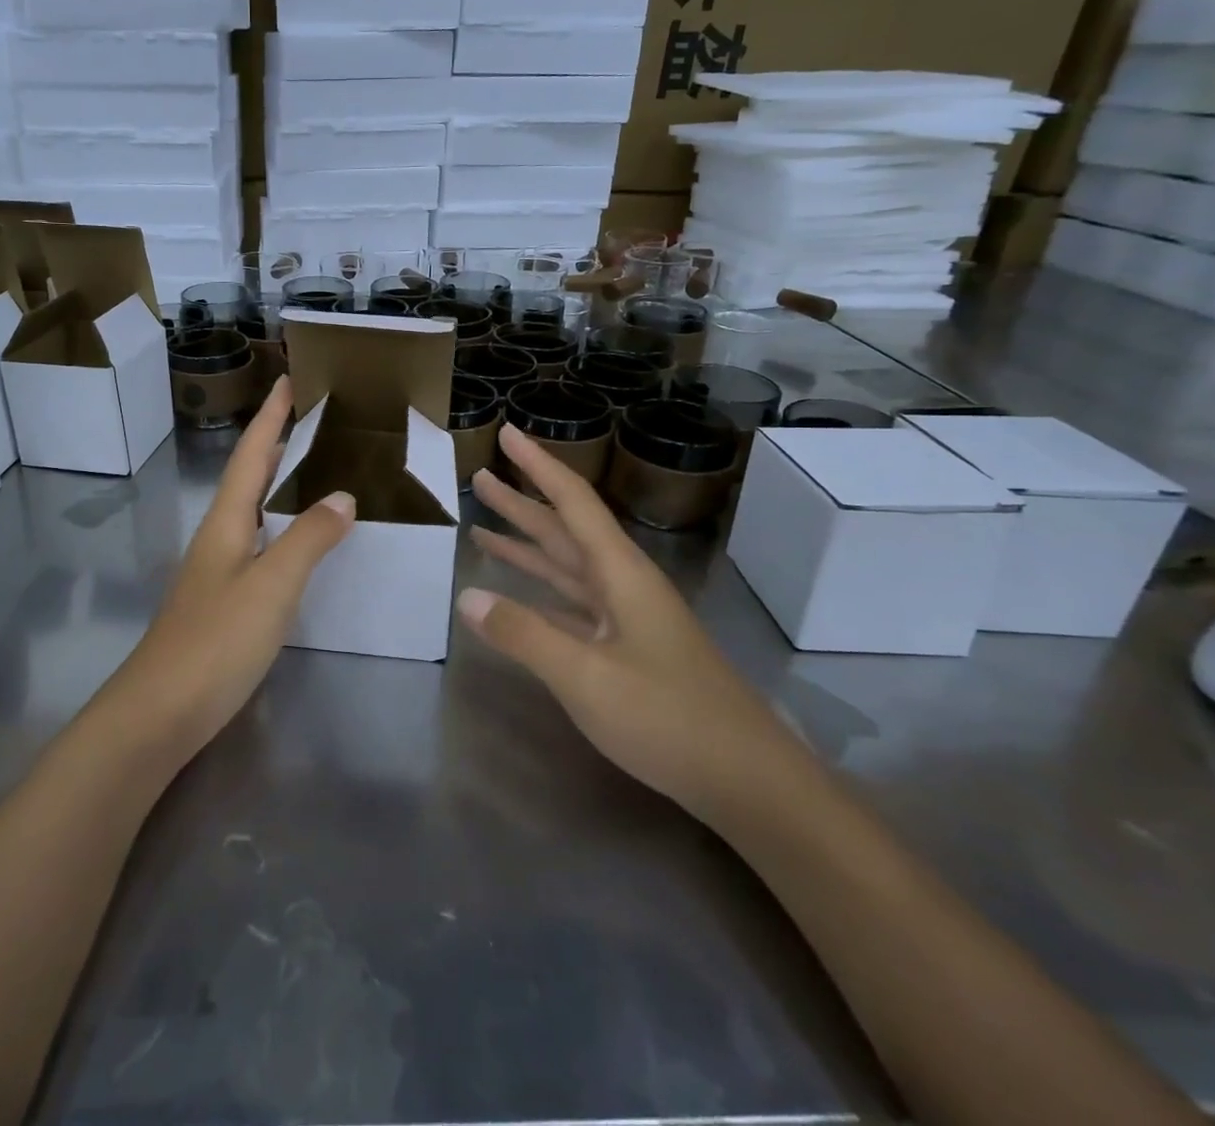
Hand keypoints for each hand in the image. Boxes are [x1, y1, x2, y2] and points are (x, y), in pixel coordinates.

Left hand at [104, 377, 354, 766]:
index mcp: (226, 521)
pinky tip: (300, 542)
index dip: (271, 417)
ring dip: (279, 483)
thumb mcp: (271, 585)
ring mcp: (217, 571)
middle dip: (277, 443)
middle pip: (249, 477)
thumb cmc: (216, 641)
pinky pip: (259, 545)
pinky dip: (282, 527)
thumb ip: (309, 539)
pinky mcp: (222, 602)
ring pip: (252, 511)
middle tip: (314, 420)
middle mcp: (218, 537)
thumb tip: (342, 494)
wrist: (159, 713)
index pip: (252, 454)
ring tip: (316, 470)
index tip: (289, 380)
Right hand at [458, 425, 805, 819]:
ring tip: (482, 526)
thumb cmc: (669, 718)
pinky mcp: (626, 649)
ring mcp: (626, 618)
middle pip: (564, 530)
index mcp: (620, 573)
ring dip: (526, 545)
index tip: (506, 433)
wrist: (748, 782)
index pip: (572, 502)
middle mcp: (623, 584)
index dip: (537, 465)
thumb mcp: (586, 676)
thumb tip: (465, 595)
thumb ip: (523, 633)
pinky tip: (516, 594)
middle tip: (478, 478)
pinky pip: (571, 604)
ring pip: (566, 566)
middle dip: (522, 503)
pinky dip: (540, 591)